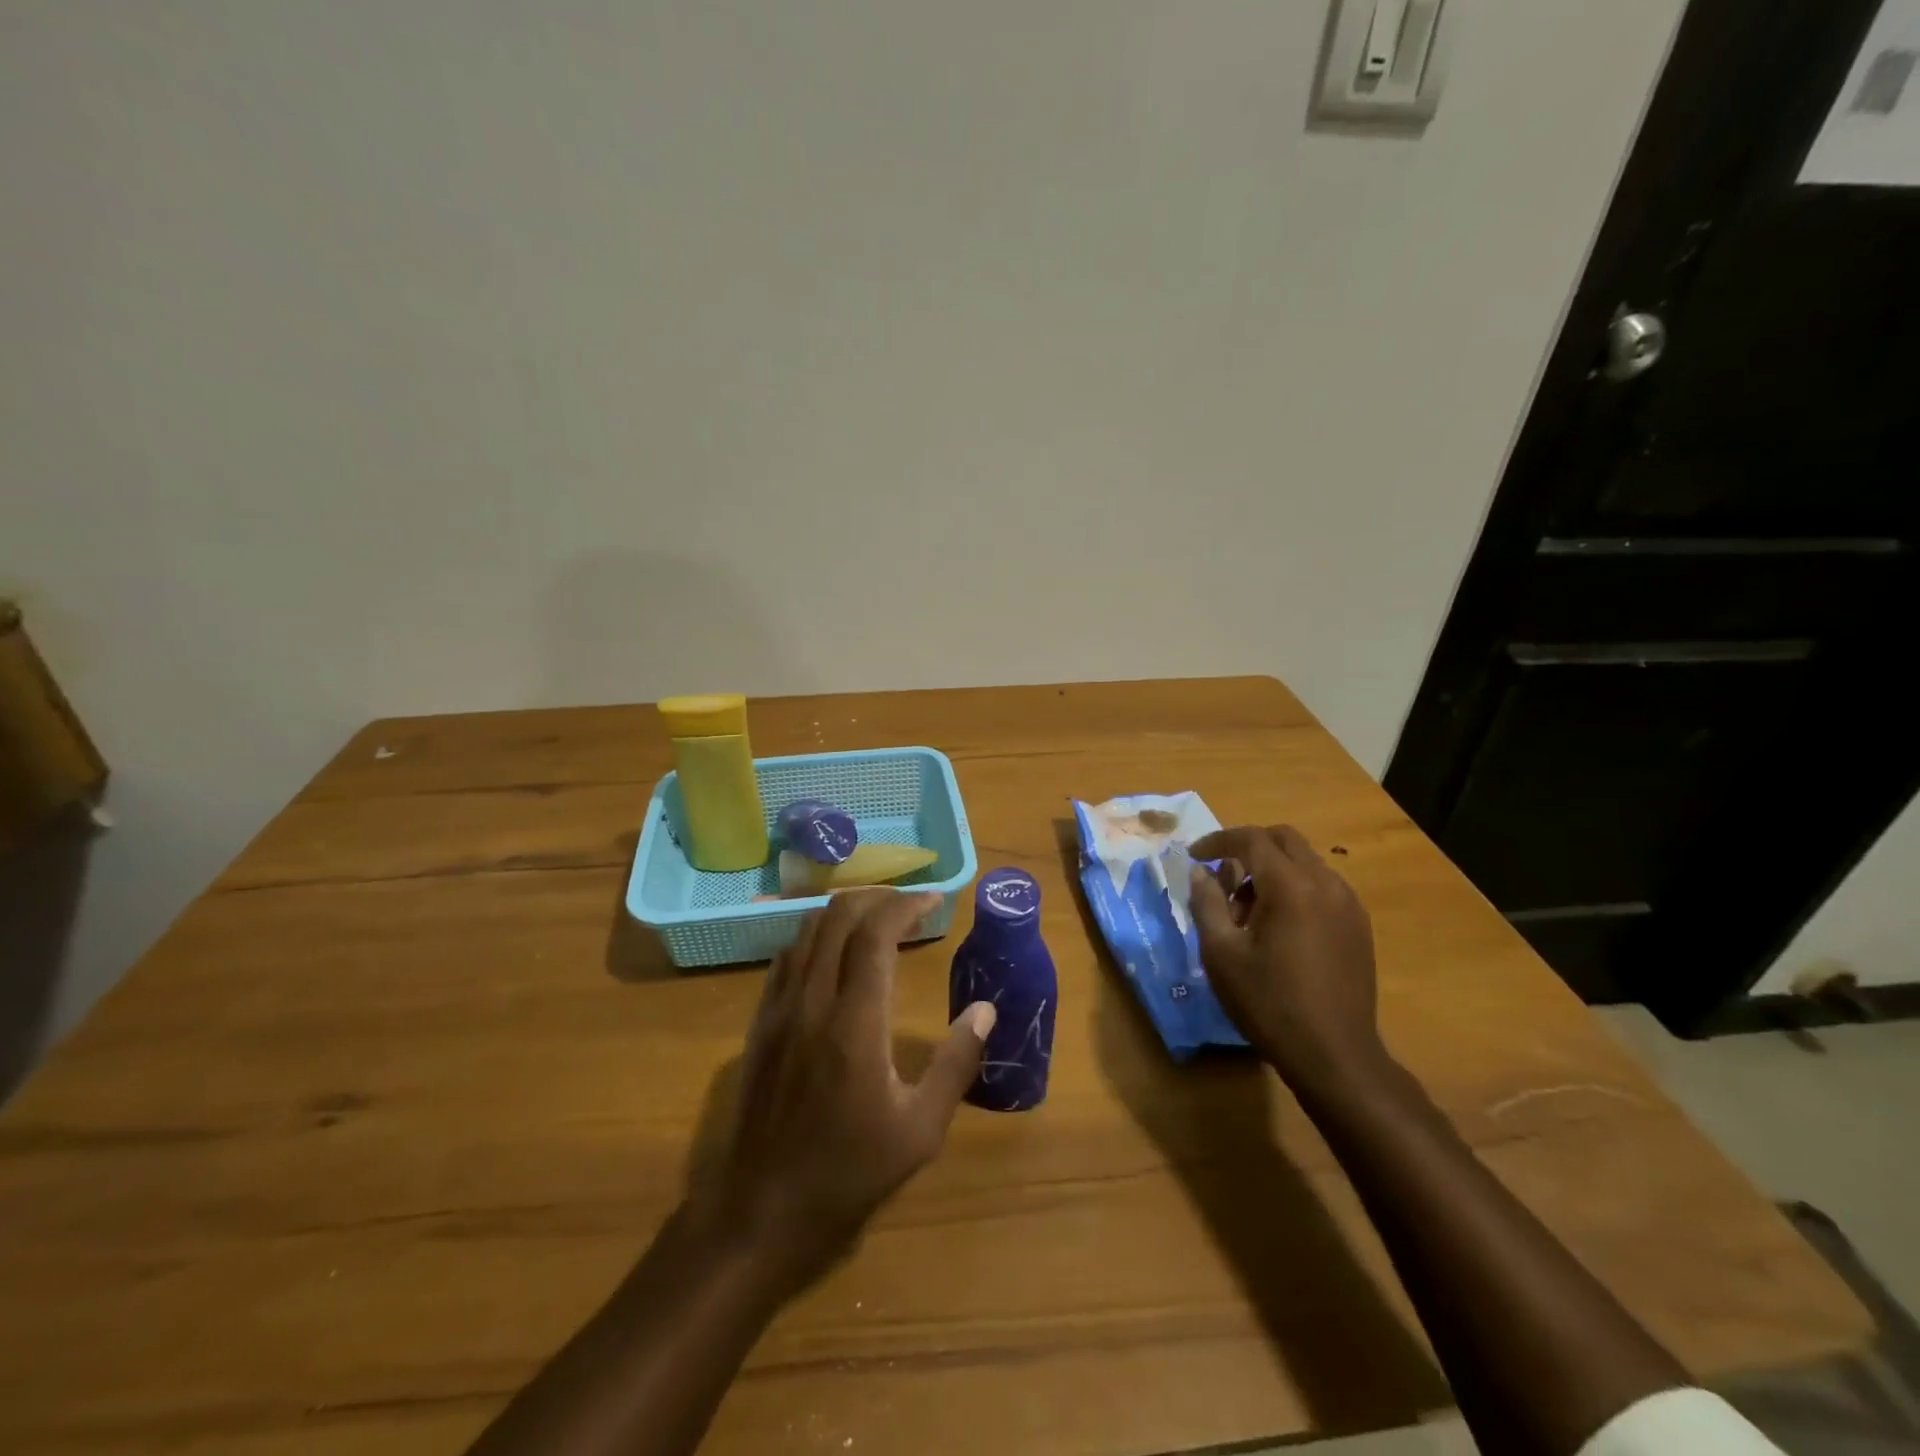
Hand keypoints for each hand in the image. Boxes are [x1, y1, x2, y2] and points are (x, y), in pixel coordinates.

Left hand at [696, 889, 997, 1286]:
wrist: (758, 1213)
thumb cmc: (847, 1174)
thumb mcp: (919, 1131)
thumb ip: (955, 1064)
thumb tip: (985, 1010)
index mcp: (854, 1022)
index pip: (875, 933)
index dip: (907, 905)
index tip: (935, 901)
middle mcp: (812, 1001)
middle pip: (837, 917)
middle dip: (877, 898)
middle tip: (910, 906)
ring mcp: (779, 1009)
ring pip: (808, 930)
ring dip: (846, 913)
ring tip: (879, 921)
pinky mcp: (760, 1023)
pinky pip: (788, 956)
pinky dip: (817, 937)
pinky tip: (836, 955)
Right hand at [1188, 825, 1384, 1093]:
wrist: (1334, 1056)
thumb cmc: (1269, 1003)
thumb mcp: (1221, 953)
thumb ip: (1207, 903)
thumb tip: (1201, 872)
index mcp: (1291, 887)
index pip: (1252, 839)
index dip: (1218, 841)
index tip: (1194, 856)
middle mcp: (1326, 884)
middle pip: (1284, 840)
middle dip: (1248, 847)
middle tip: (1221, 875)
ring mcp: (1348, 904)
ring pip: (1304, 862)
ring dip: (1271, 869)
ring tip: (1245, 910)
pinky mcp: (1358, 925)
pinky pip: (1321, 886)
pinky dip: (1293, 887)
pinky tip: (1277, 926)